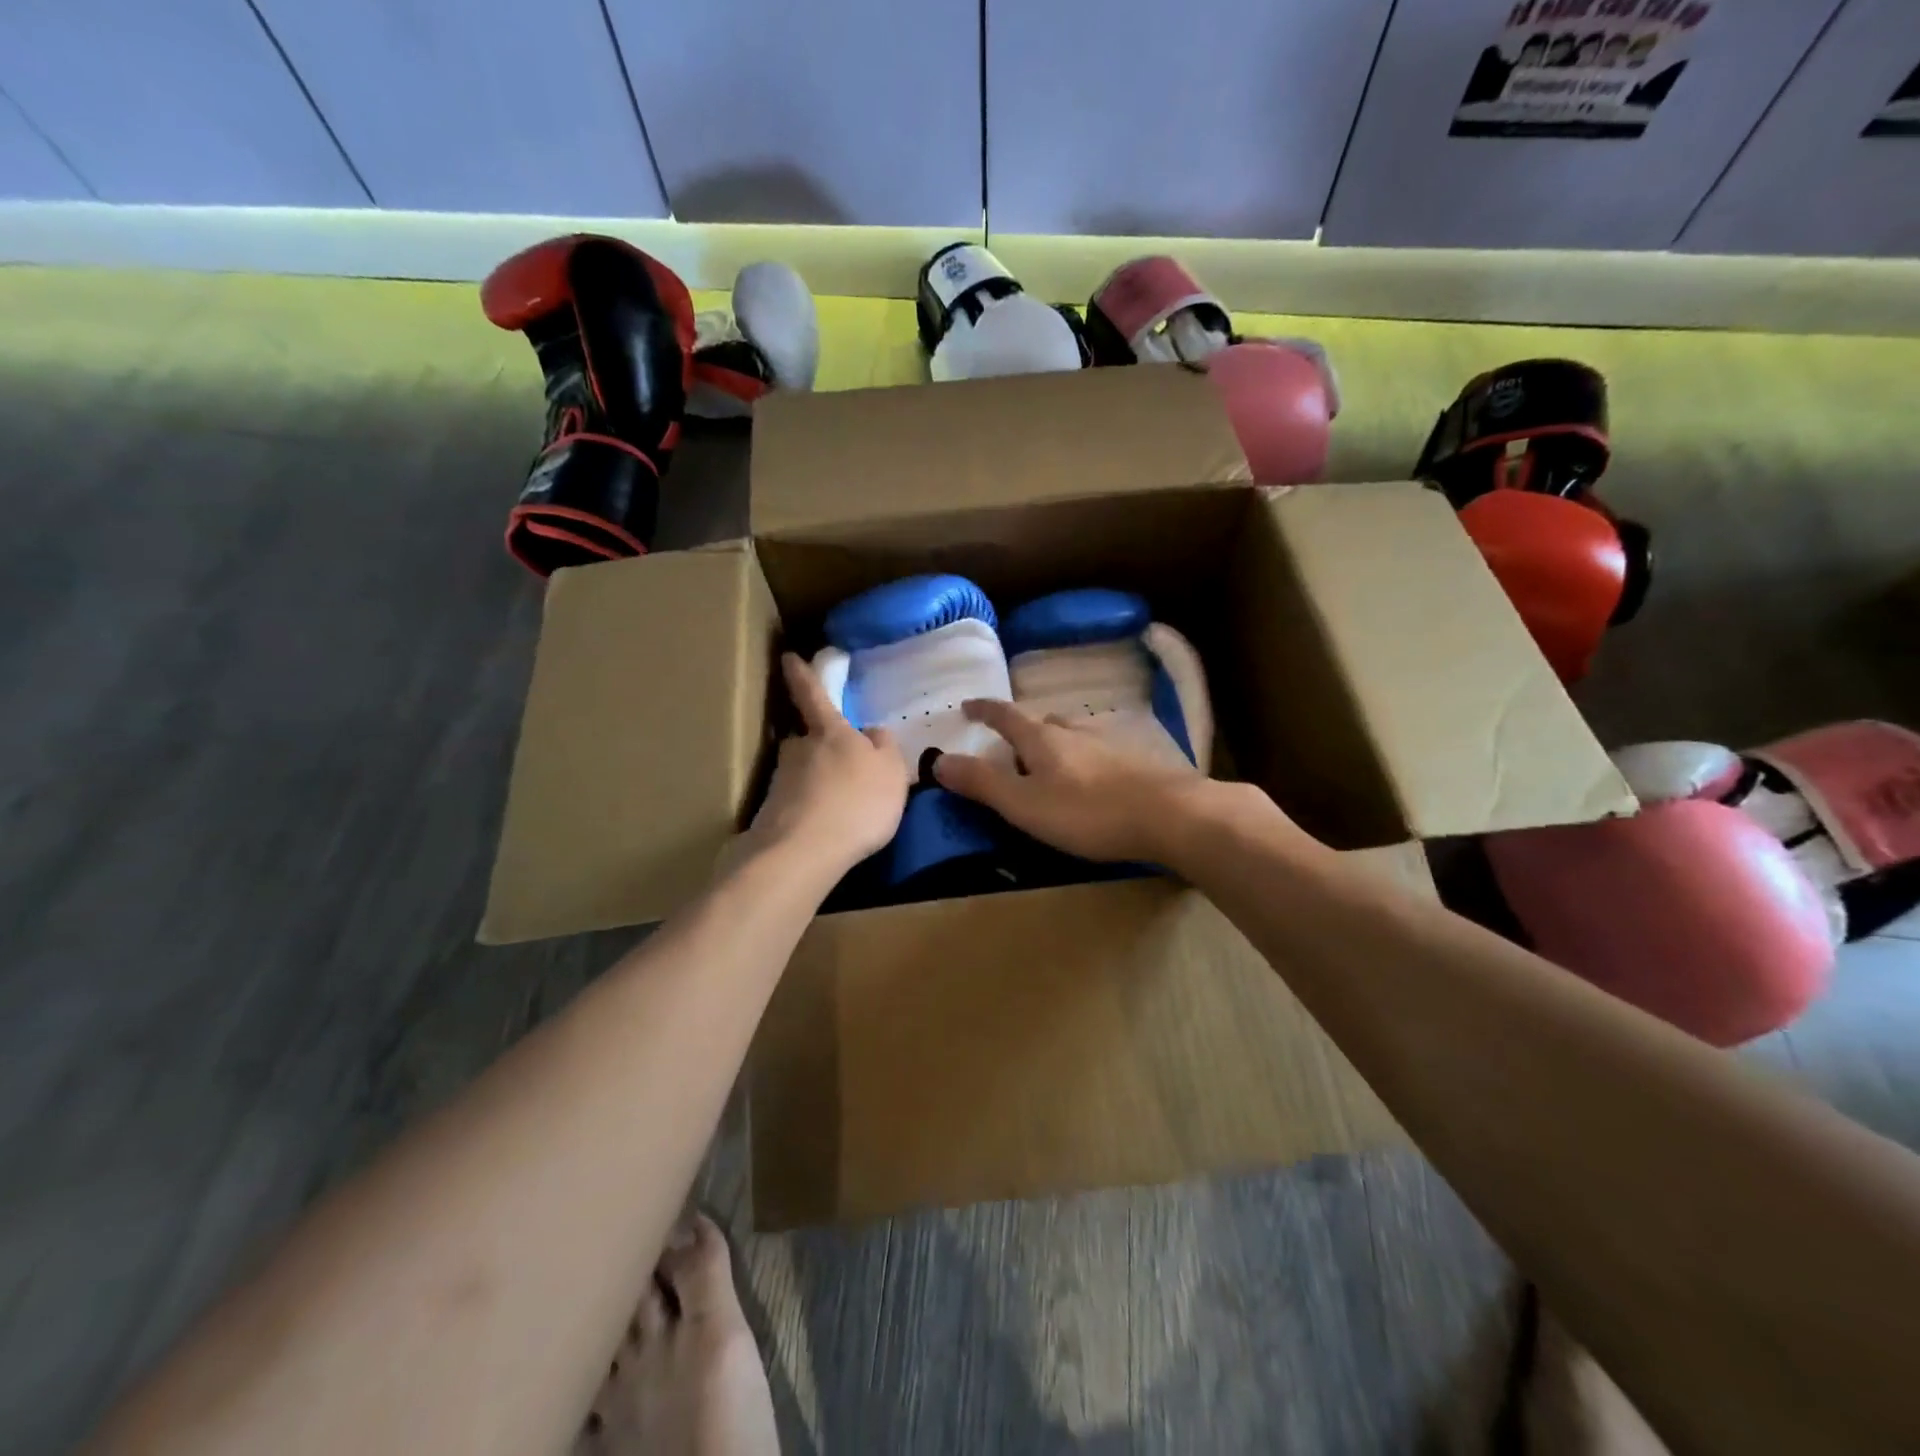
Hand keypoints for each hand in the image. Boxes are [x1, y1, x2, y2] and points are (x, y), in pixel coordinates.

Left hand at [747, 653, 909, 873]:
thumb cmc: (858, 801)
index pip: (813, 694)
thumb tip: (872, 733)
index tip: (788, 656)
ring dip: (818, 786)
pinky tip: (827, 832)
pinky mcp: (771, 815)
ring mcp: (780, 783)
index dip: (802, 674)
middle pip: (808, 741)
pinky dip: (812, 814)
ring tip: (840, 810)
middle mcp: (798, 750)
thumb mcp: (892, 771)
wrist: (804, 851)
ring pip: (803, 776)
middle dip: (821, 750)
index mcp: (830, 732)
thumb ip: (885, 747)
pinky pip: (798, 807)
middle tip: (842, 769)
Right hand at [932, 700, 1215, 863]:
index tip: (967, 705)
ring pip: (1075, 734)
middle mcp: (1076, 731)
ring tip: (1052, 762)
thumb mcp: (1025, 804)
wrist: (1171, 815)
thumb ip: (982, 783)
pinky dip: (1087, 758)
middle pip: (1043, 722)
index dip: (984, 710)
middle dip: (1023, 730)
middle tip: (1011, 746)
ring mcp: (1111, 742)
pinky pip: (1101, 751)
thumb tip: (938, 760)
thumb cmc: (1088, 812)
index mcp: (1043, 738)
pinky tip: (1095, 777)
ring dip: (1057, 743)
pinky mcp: (1138, 760)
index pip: (1006, 715)